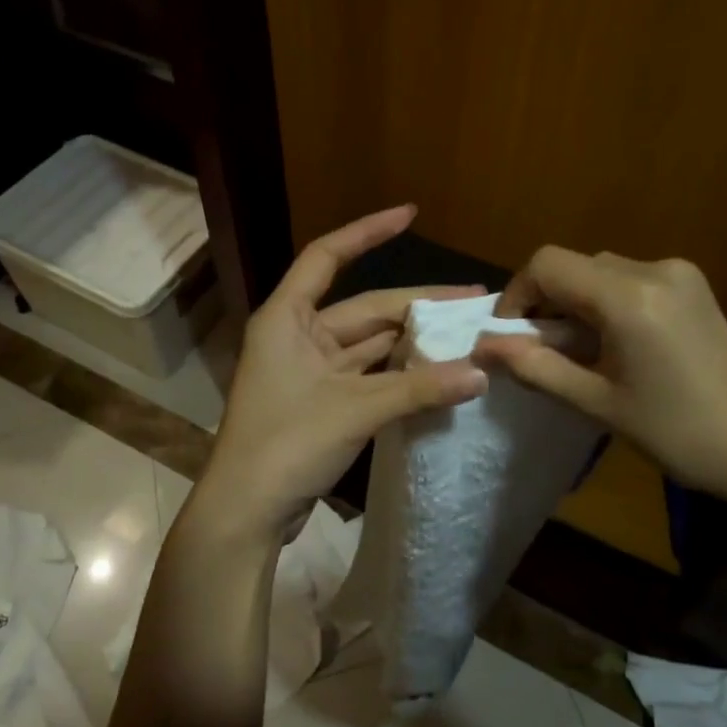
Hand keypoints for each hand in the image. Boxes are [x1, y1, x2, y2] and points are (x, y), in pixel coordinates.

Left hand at [189, 206, 488, 542]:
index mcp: (288, 318)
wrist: (245, 512)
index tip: (410, 214)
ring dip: (412, 342)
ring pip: (369, 345)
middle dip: (417, 304)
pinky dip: (399, 374)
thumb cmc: (287, 444)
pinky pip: (367, 376)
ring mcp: (309, 371)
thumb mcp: (356, 410)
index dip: (368, 232)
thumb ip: (419, 388)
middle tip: (473, 301)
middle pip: (364, 308)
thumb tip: (481, 373)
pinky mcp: (320, 402)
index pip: (327, 256)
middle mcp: (297, 336)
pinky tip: (437, 371)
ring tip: (465, 334)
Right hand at [475, 247, 726, 501]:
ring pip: (601, 272)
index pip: (548, 265)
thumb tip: (483, 346)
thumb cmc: (679, 432)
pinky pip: (629, 280)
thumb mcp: (597, 403)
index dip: (517, 294)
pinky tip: (612, 344)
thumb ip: (536, 367)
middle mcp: (654, 269)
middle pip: (575, 266)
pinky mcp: (692, 286)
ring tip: (576, 353)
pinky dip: (605, 303)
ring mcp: (679, 274)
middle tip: (539, 351)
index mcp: (629, 297)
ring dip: (576, 303)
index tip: (509, 335)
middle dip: (546, 303)